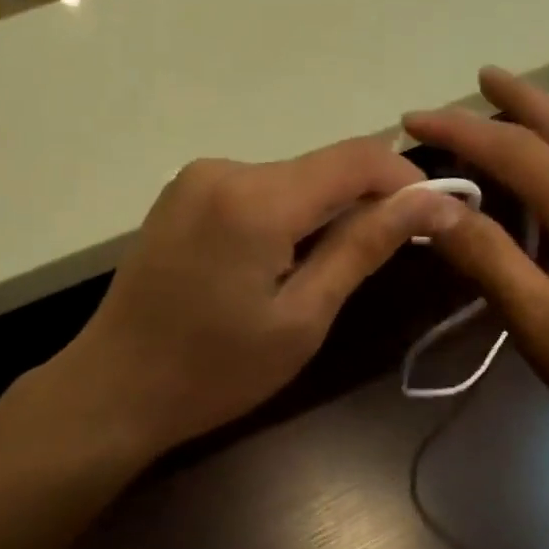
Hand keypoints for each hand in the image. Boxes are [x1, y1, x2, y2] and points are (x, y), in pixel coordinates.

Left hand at [45, 135, 451, 459]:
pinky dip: (284, 219)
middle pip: (321, 168)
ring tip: (326, 276)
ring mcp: (194, 181)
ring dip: (322, 215)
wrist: (113, 391)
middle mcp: (224, 169)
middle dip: (364, 203)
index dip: (406, 179)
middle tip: (384, 261)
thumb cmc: (214, 371)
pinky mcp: (179, 199)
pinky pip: (253, 193)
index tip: (435, 217)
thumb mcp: (302, 318)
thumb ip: (364, 248)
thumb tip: (434, 202)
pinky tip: (277, 268)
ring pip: (288, 181)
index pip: (357, 157)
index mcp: (257, 197)